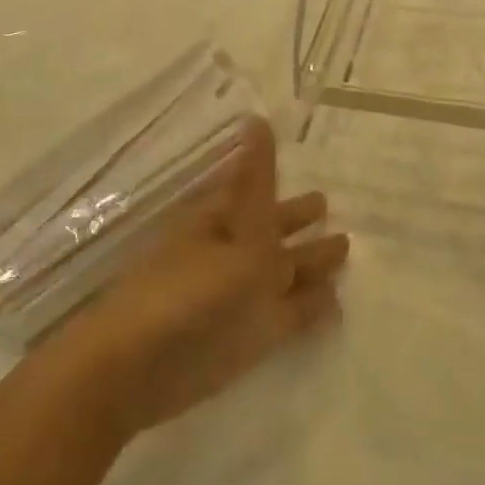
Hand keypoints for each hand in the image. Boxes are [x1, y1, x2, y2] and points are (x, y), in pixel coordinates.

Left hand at [56, 118, 347, 437]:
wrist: (138, 366)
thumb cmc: (186, 288)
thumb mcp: (233, 230)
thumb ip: (256, 183)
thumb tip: (257, 118)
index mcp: (219, 221)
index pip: (254, 192)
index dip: (279, 182)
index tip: (301, 161)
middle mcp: (231, 254)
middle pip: (271, 233)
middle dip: (298, 222)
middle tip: (329, 206)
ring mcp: (240, 297)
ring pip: (284, 274)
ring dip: (311, 265)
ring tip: (345, 250)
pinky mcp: (250, 338)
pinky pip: (290, 316)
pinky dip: (312, 309)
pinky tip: (337, 305)